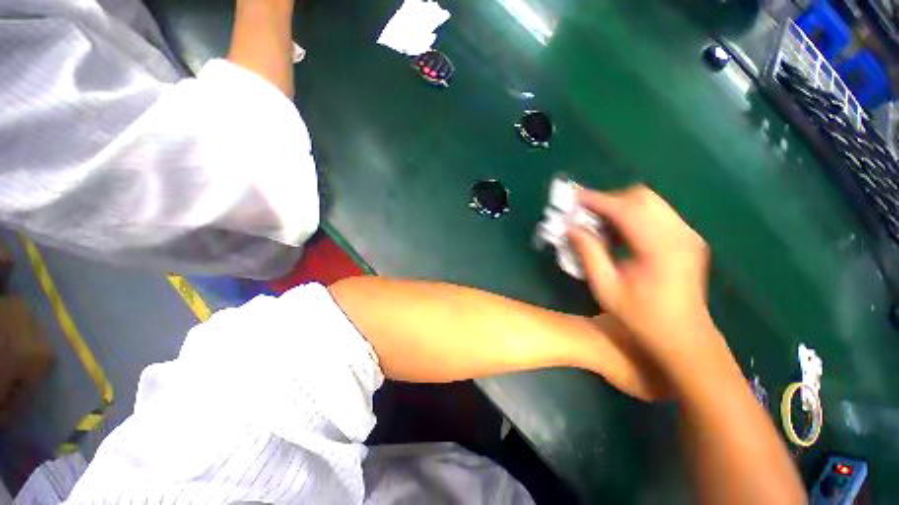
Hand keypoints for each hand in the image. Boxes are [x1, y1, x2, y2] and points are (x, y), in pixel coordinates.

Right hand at [568, 185, 717, 374]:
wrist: (684, 337)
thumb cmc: (641, 317)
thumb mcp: (605, 287)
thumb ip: (589, 253)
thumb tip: (571, 228)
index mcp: (659, 248)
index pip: (625, 209)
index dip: (597, 200)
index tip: (574, 197)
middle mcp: (679, 234)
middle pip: (642, 197)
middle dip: (610, 199)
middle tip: (586, 213)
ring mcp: (688, 235)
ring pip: (651, 202)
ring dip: (621, 206)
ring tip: (599, 223)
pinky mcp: (688, 239)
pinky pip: (657, 213)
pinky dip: (634, 215)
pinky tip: (620, 233)